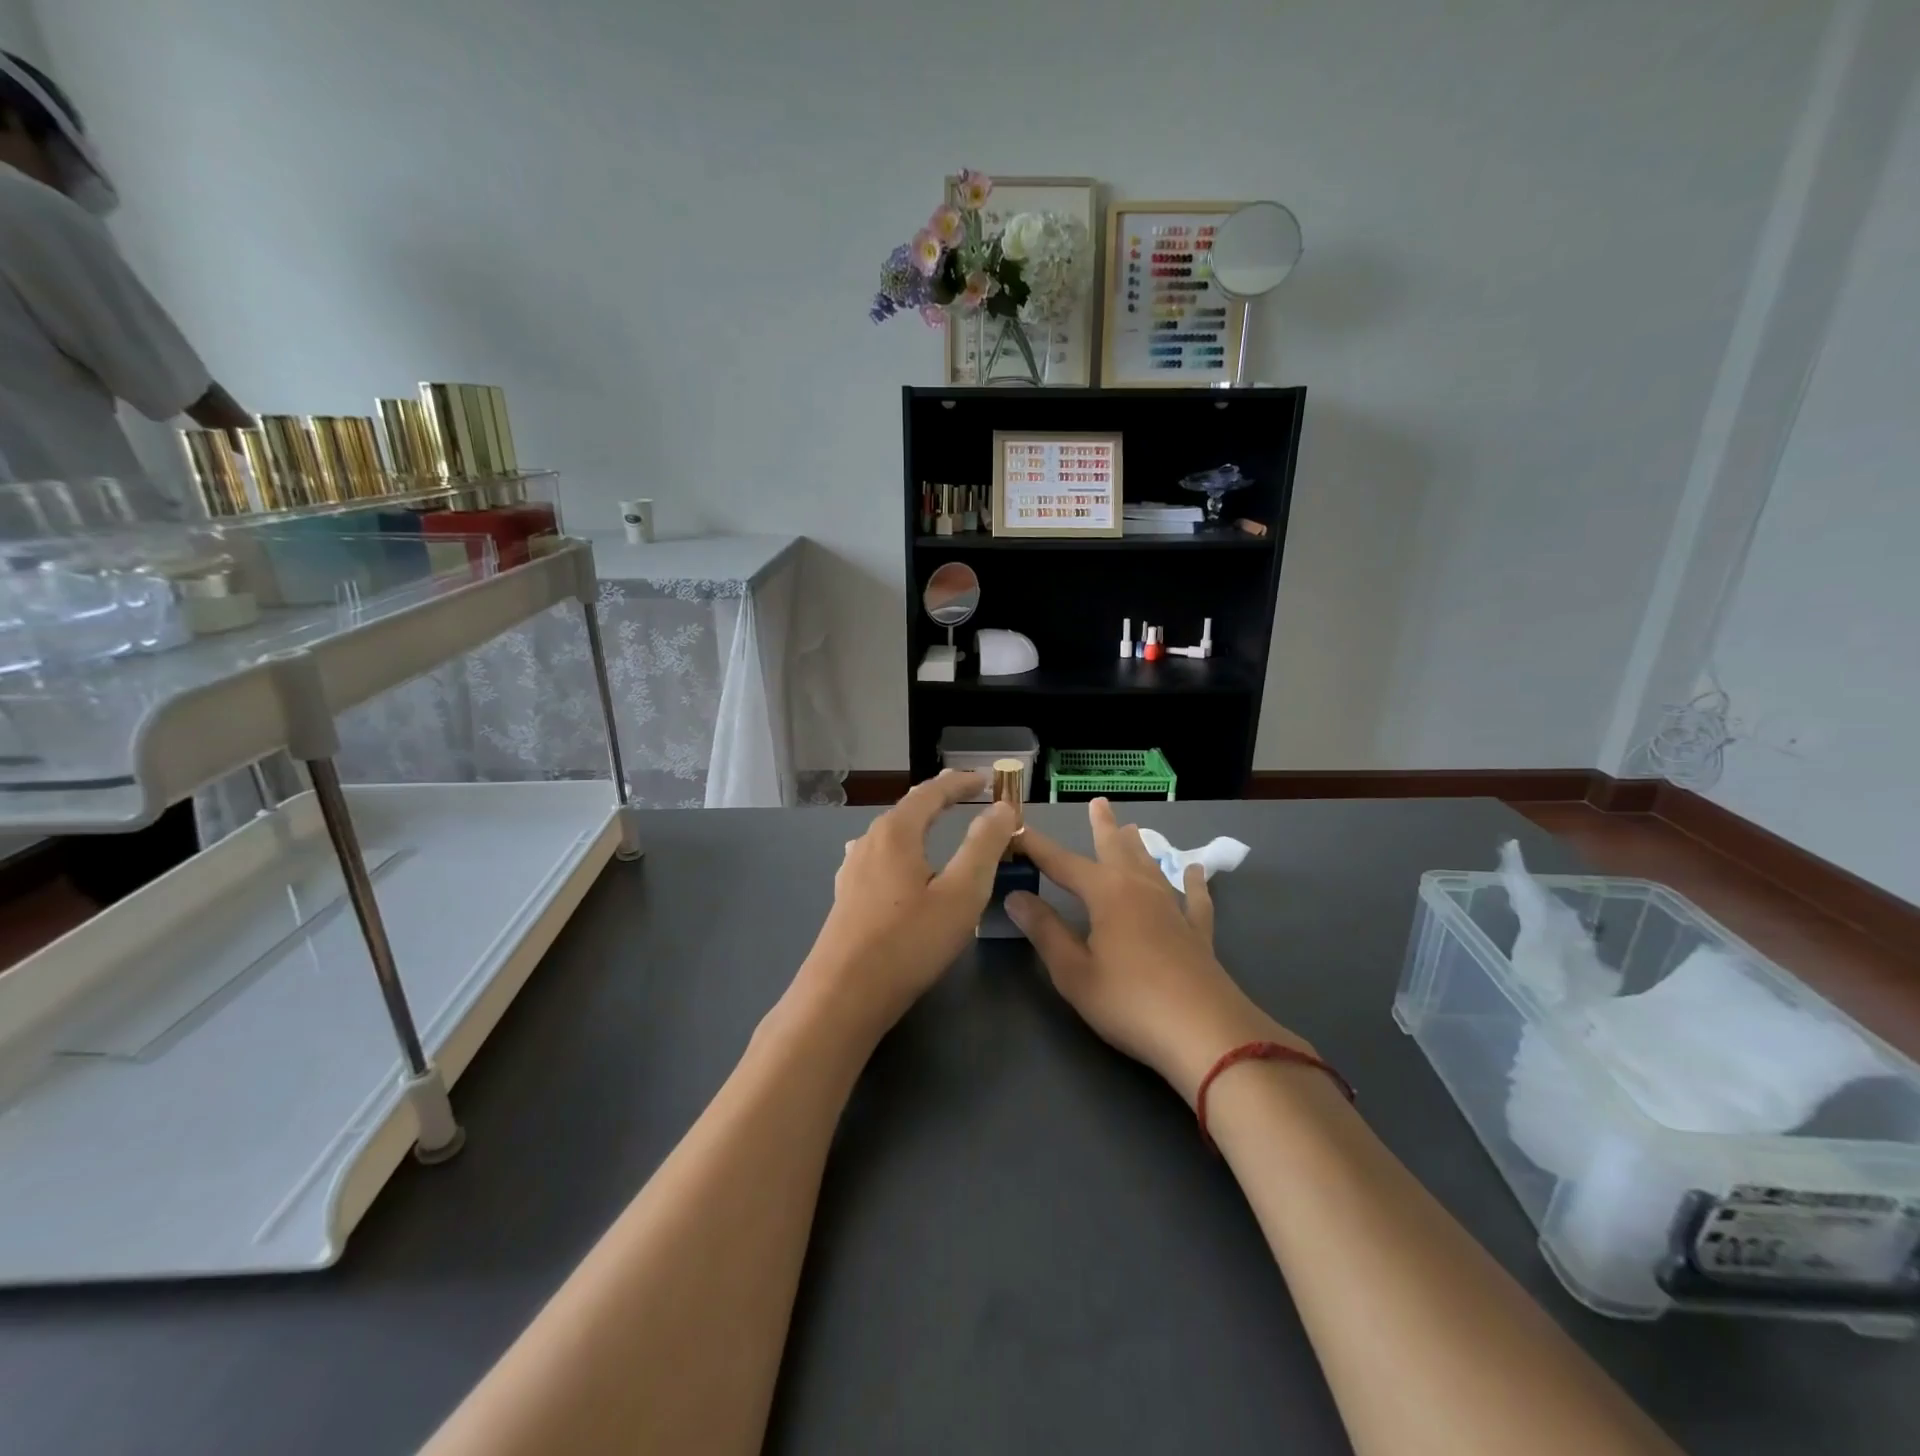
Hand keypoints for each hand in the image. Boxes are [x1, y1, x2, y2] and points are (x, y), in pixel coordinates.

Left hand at [797, 770, 1016, 1035]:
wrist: (843, 996)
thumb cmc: (908, 942)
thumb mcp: (961, 893)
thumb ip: (984, 846)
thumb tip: (1002, 808)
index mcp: (896, 833)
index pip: (931, 792)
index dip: (961, 783)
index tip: (986, 779)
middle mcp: (869, 842)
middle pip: (908, 808)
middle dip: (940, 798)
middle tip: (967, 794)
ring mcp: (852, 870)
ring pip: (891, 833)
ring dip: (918, 822)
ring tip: (937, 823)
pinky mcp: (846, 896)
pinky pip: (880, 857)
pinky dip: (903, 848)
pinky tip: (899, 864)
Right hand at [1007, 799, 1310, 1103]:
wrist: (1205, 1033)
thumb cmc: (1129, 1001)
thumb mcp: (1074, 971)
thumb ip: (1044, 931)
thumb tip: (1016, 896)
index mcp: (1106, 894)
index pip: (1061, 863)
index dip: (1037, 848)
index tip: (1016, 831)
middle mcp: (1140, 889)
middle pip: (1115, 850)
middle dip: (1102, 827)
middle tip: (1098, 802)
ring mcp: (1173, 909)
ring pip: (1151, 866)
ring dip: (1139, 846)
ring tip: (1134, 828)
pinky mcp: (1197, 933)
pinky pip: (1194, 898)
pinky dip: (1193, 883)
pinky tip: (1195, 871)